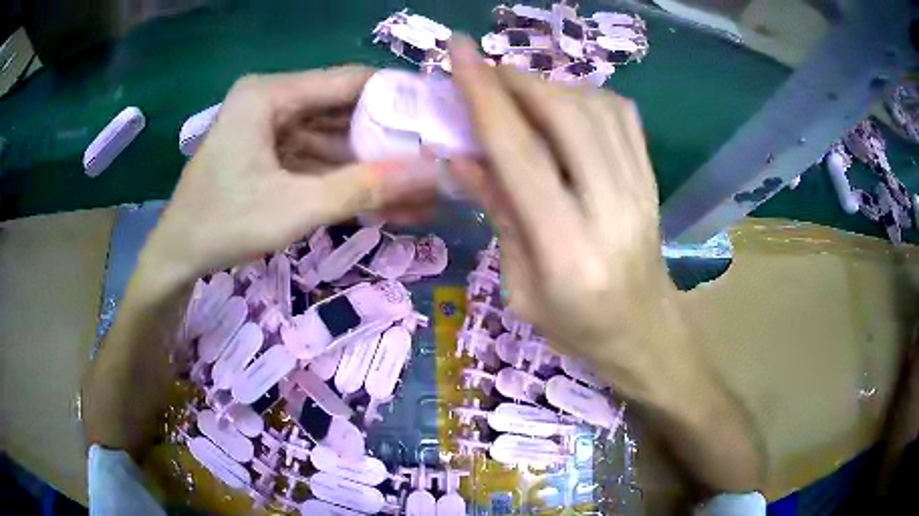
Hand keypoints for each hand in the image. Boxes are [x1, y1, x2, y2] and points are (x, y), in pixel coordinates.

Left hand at [142, 66, 436, 294]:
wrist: (177, 257)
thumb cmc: (224, 225)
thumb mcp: (296, 207)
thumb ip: (364, 188)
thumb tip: (432, 174)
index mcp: (269, 93)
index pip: (349, 81)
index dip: (398, 97)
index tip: (440, 119)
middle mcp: (271, 99)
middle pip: (343, 110)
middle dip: (387, 141)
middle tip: (435, 161)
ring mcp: (269, 126)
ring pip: (332, 138)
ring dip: (369, 166)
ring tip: (418, 191)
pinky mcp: (269, 151)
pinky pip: (315, 157)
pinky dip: (343, 178)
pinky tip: (381, 200)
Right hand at [449, 38, 679, 401]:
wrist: (644, 331)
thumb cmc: (576, 327)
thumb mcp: (520, 289)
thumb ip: (498, 214)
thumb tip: (460, 155)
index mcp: (567, 250)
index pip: (520, 154)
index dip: (484, 96)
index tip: (459, 52)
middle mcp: (611, 209)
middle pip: (565, 115)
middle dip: (518, 81)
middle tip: (484, 74)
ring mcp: (641, 189)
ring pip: (596, 107)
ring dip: (549, 86)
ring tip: (518, 92)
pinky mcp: (652, 178)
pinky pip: (622, 115)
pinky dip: (585, 95)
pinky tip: (563, 105)